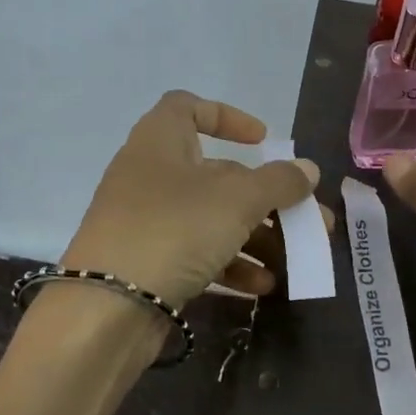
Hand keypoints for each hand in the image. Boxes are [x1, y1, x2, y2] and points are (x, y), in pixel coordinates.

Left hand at [63, 91, 320, 307]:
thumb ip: (278, 182)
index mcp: (160, 141)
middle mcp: (150, 175)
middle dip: (266, 197)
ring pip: (212, 218)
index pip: (188, 107)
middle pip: (217, 174)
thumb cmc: (174, 230)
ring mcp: (146, 221)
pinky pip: (197, 252)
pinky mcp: (148, 261)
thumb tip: (307, 169)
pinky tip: (262, 285)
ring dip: (256, 236)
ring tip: (295, 260)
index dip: (228, 117)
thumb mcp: (236, 200)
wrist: (107, 307)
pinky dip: (230, 263)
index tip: (263, 141)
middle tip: (308, 219)